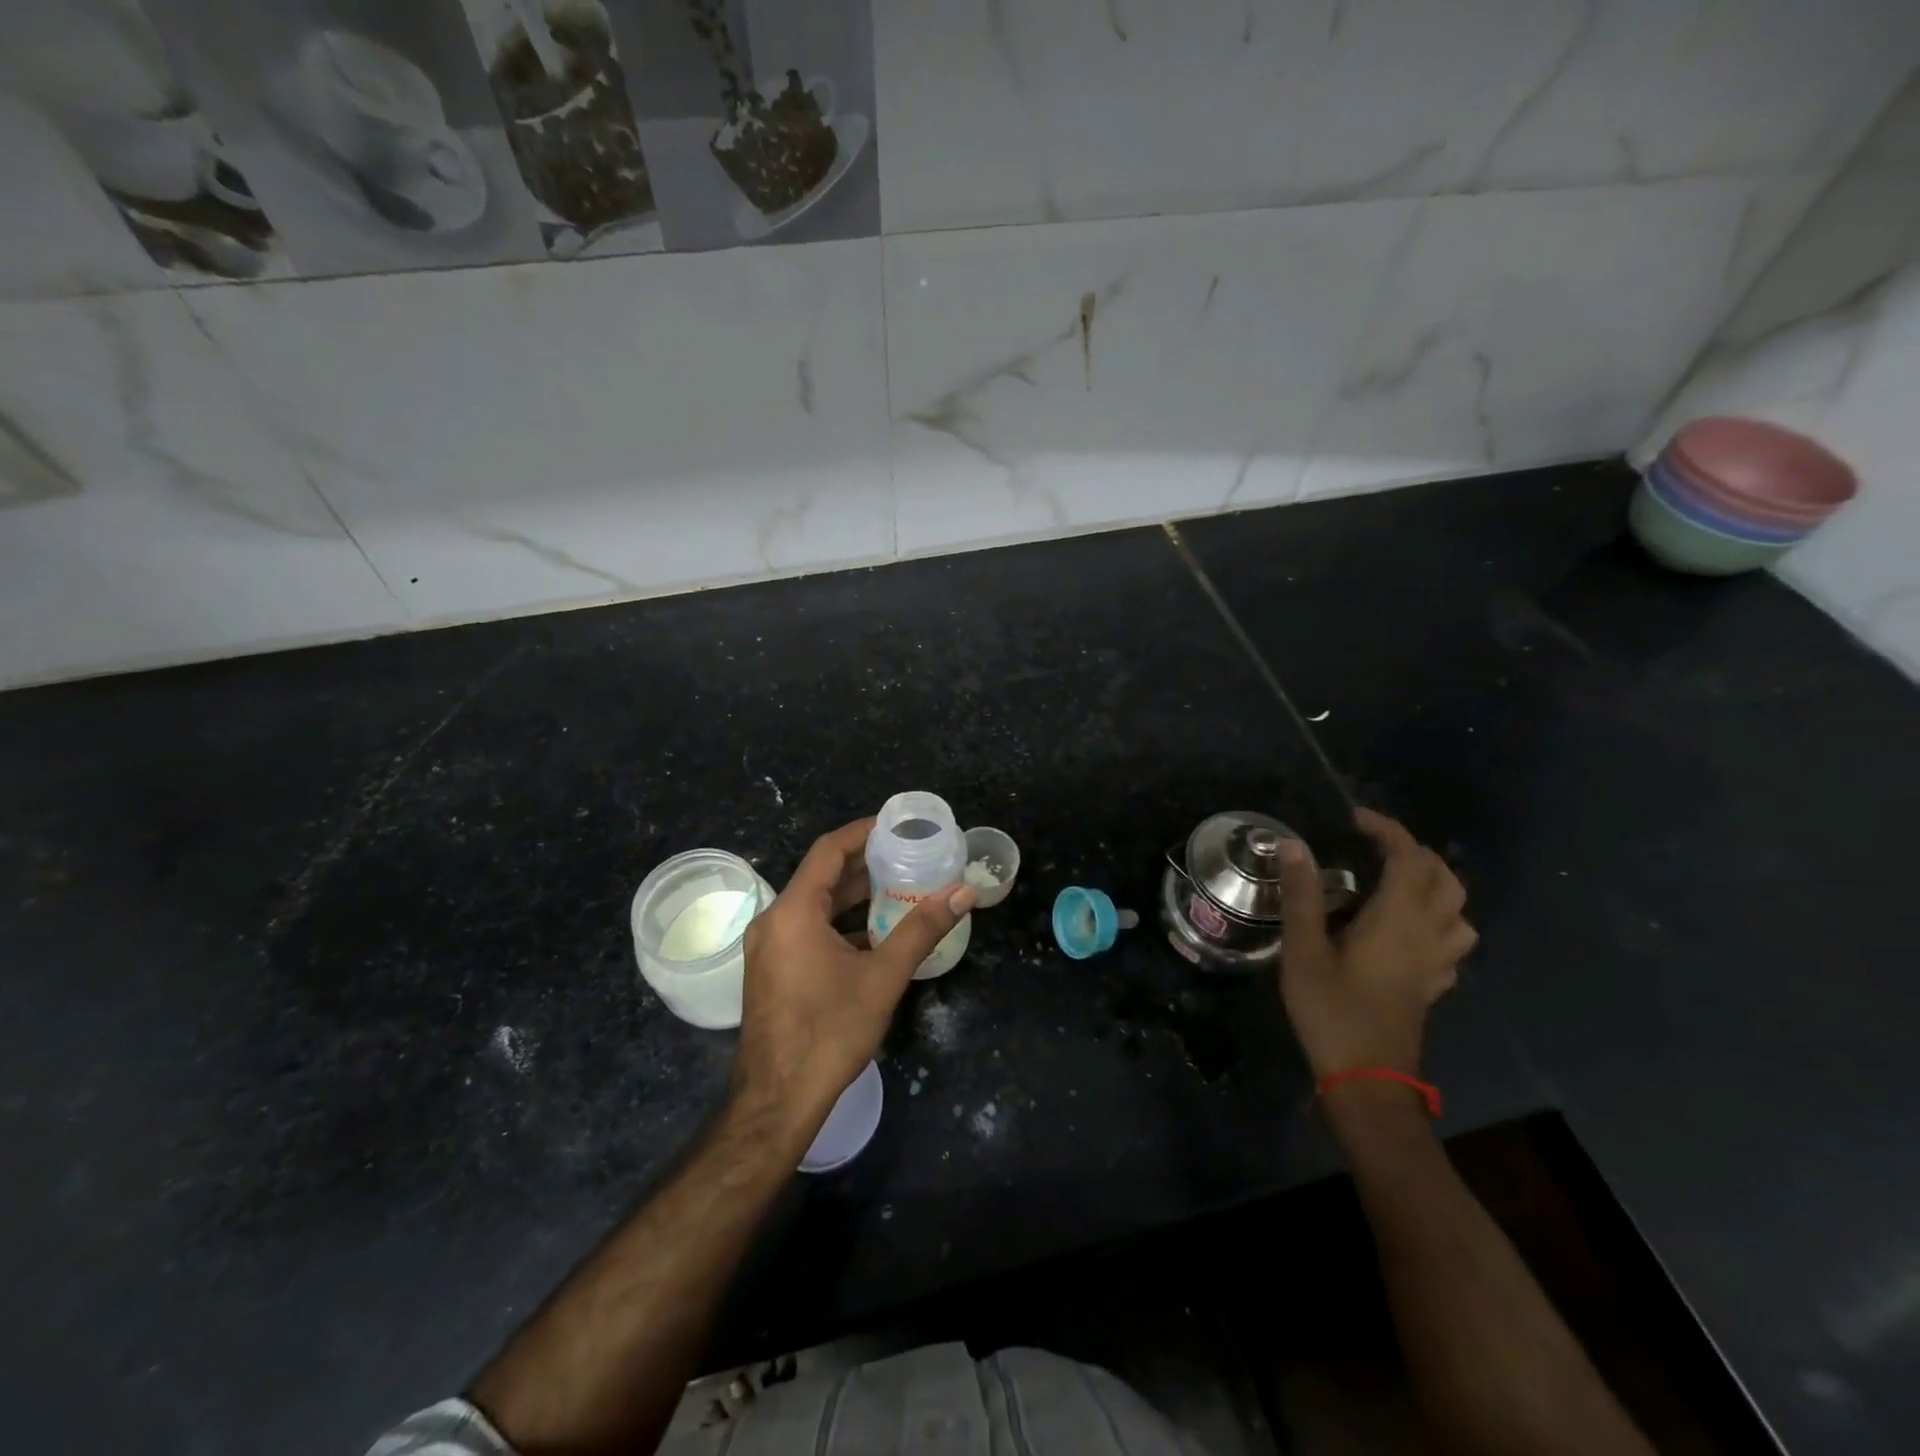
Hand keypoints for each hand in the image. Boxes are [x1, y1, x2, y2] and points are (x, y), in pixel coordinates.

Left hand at [733, 818, 974, 1137]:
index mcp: (794, 912)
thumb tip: (963, 891)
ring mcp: (768, 948)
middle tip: (907, 856)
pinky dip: (839, 923)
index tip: (896, 825)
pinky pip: (807, 930)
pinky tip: (873, 933)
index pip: (828, 850)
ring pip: (814, 905)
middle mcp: (774, 921)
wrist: (778, 1101)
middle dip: (864, 864)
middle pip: (821, 876)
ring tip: (898, 887)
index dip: (862, 832)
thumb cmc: (830, 1032)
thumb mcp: (883, 977)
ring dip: (853, 896)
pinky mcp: (771, 970)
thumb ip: (922, 929)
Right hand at [1276, 807, 1476, 1078]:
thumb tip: (1294, 844)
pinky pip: (1452, 941)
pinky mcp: (1433, 985)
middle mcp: (1428, 934)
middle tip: (1371, 847)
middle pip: (1443, 877)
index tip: (1354, 819)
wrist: (1368, 1080)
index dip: (1387, 830)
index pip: (1409, 857)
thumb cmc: (1332, 1012)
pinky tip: (1408, 931)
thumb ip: (1302, 896)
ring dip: (1433, 885)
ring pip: (1458, 910)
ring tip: (1395, 883)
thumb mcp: (1304, 951)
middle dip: (1411, 851)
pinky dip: (1436, 920)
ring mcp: (1436, 962)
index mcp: (1399, 919)